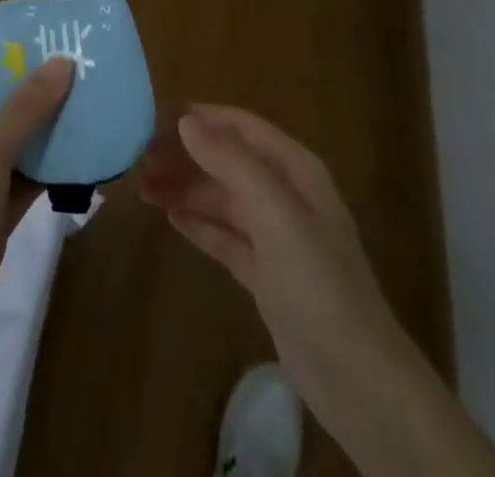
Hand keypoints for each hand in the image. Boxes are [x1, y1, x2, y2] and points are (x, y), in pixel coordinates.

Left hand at [0, 58, 74, 369]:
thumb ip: (26, 107)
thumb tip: (62, 61)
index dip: (2, 56)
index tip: (45, 40)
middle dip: (29, 92)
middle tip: (75, 68)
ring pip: (6, 146)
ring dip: (40, 131)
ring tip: (86, 103)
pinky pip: (16, 182)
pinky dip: (42, 170)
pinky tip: (80, 154)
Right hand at [137, 106, 417, 460]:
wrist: (355, 376)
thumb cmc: (316, 280)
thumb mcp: (274, 212)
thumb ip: (231, 162)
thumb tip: (187, 120)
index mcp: (295, 169)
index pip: (242, 127)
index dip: (202, 118)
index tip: (156, 116)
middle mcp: (286, 195)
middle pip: (228, 161)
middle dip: (187, 155)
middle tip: (139, 159)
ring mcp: (277, 236)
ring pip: (223, 198)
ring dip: (186, 188)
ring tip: (143, 188)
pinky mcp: (267, 274)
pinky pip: (226, 235)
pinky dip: (200, 223)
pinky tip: (171, 218)